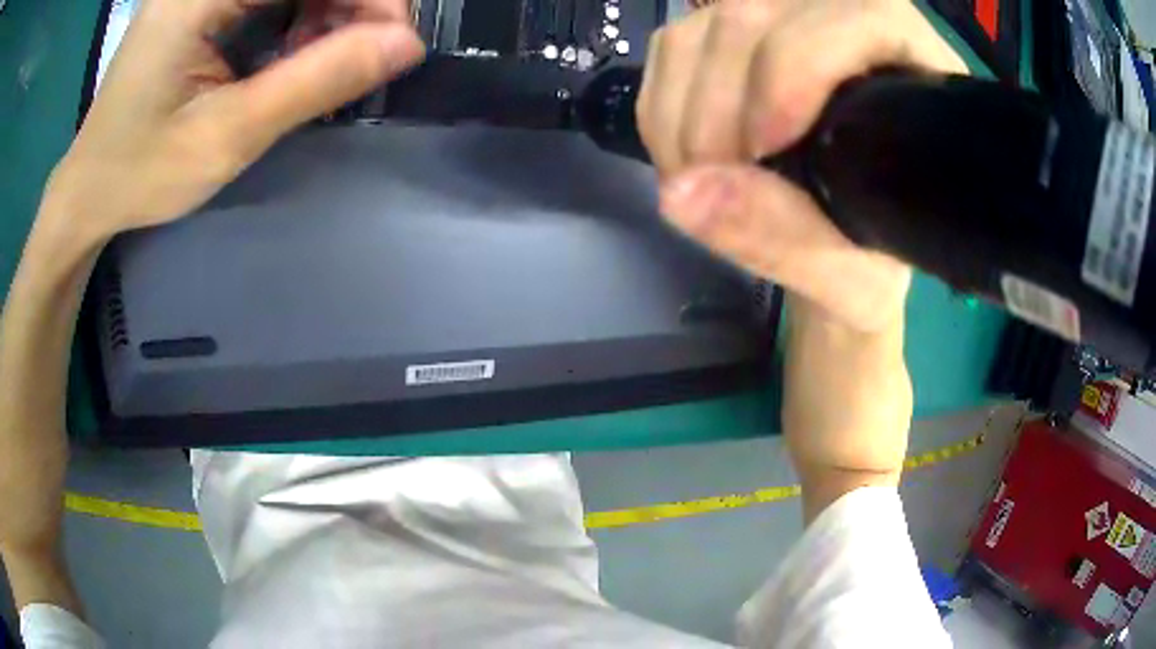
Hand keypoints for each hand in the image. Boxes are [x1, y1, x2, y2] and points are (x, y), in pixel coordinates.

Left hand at [47, 0, 424, 241]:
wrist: (89, 189)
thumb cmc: (142, 173)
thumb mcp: (228, 136)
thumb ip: (315, 81)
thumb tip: (405, 44)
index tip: (393, 41)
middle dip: (349, 3)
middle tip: (360, 55)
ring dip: (325, 9)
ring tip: (318, 60)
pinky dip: (298, 11)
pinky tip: (292, 49)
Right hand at [637, 0, 963, 331]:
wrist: (841, 248)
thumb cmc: (869, 263)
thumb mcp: (848, 278)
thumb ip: (784, 239)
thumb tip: (681, 193)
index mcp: (912, 69)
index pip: (856, 18)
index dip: (798, 65)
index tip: (764, 148)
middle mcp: (846, 24)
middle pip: (753, 16)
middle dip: (718, 109)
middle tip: (718, 189)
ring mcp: (780, 21)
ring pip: (701, 29)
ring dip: (682, 117)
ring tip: (703, 185)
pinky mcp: (731, 36)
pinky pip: (671, 48)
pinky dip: (662, 111)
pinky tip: (687, 160)